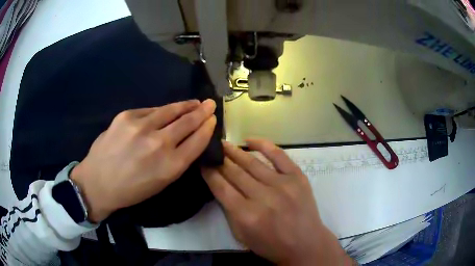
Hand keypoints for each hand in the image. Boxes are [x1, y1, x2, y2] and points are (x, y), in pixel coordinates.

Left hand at [70, 99, 216, 222]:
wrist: (98, 182)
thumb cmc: (131, 190)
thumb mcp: (161, 183)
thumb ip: (177, 160)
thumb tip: (189, 139)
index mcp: (170, 166)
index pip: (197, 141)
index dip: (207, 128)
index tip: (213, 119)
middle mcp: (159, 143)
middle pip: (188, 122)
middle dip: (202, 111)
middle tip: (210, 104)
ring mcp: (141, 126)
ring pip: (170, 110)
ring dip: (185, 105)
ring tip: (193, 102)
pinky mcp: (126, 116)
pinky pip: (150, 110)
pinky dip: (161, 111)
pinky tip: (165, 111)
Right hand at [202, 140, 353, 265]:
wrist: (306, 244)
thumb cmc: (271, 244)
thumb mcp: (241, 235)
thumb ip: (228, 211)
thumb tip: (220, 185)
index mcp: (246, 214)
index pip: (221, 187)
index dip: (209, 172)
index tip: (203, 162)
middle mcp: (263, 197)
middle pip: (234, 172)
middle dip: (220, 160)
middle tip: (211, 150)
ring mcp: (282, 184)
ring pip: (252, 163)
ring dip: (235, 151)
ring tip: (224, 144)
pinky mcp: (297, 177)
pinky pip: (278, 155)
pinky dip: (263, 145)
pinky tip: (250, 140)